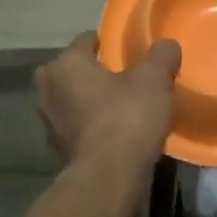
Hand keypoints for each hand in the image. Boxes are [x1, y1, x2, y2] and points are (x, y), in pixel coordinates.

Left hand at [35, 33, 180, 176]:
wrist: (109, 176)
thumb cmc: (127, 117)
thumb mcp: (154, 80)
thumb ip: (161, 56)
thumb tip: (167, 44)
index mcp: (66, 63)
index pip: (85, 40)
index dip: (107, 43)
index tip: (127, 52)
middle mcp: (49, 88)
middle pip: (72, 70)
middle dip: (92, 72)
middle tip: (122, 78)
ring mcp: (49, 121)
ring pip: (71, 99)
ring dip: (89, 100)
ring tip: (119, 105)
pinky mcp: (57, 148)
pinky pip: (75, 126)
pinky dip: (89, 125)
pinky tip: (113, 131)